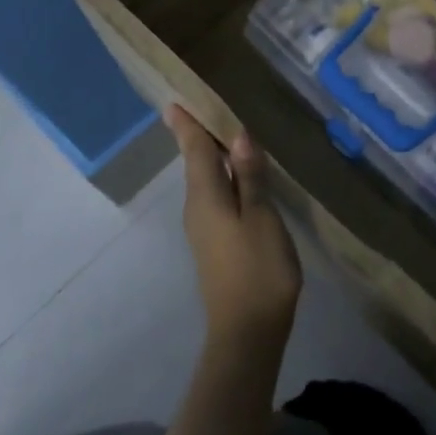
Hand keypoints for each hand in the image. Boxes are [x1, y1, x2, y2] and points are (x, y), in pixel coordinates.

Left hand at [164, 106, 300, 353]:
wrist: (247, 332)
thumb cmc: (258, 269)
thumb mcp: (262, 218)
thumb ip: (250, 177)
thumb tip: (239, 135)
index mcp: (206, 197)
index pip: (195, 151)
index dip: (186, 126)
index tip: (173, 103)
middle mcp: (197, 208)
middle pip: (196, 163)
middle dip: (197, 136)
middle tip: (202, 106)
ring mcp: (204, 228)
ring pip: (205, 180)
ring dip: (210, 155)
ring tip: (222, 130)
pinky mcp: (215, 242)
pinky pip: (213, 196)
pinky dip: (221, 176)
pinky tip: (237, 173)